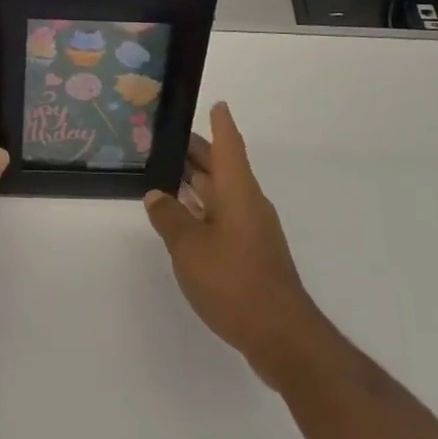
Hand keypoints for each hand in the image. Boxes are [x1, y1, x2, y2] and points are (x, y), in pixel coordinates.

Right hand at [145, 102, 328, 389]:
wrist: (280, 335)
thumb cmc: (234, 280)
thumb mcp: (189, 247)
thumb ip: (169, 217)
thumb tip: (156, 195)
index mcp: (238, 190)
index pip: (228, 145)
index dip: (220, 123)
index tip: (216, 104)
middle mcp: (248, 203)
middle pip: (223, 167)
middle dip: (198, 152)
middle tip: (168, 140)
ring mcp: (252, 230)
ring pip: (222, 193)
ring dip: (198, 182)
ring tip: (168, 174)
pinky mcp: (251, 254)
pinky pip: (223, 216)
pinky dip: (203, 208)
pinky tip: (184, 218)